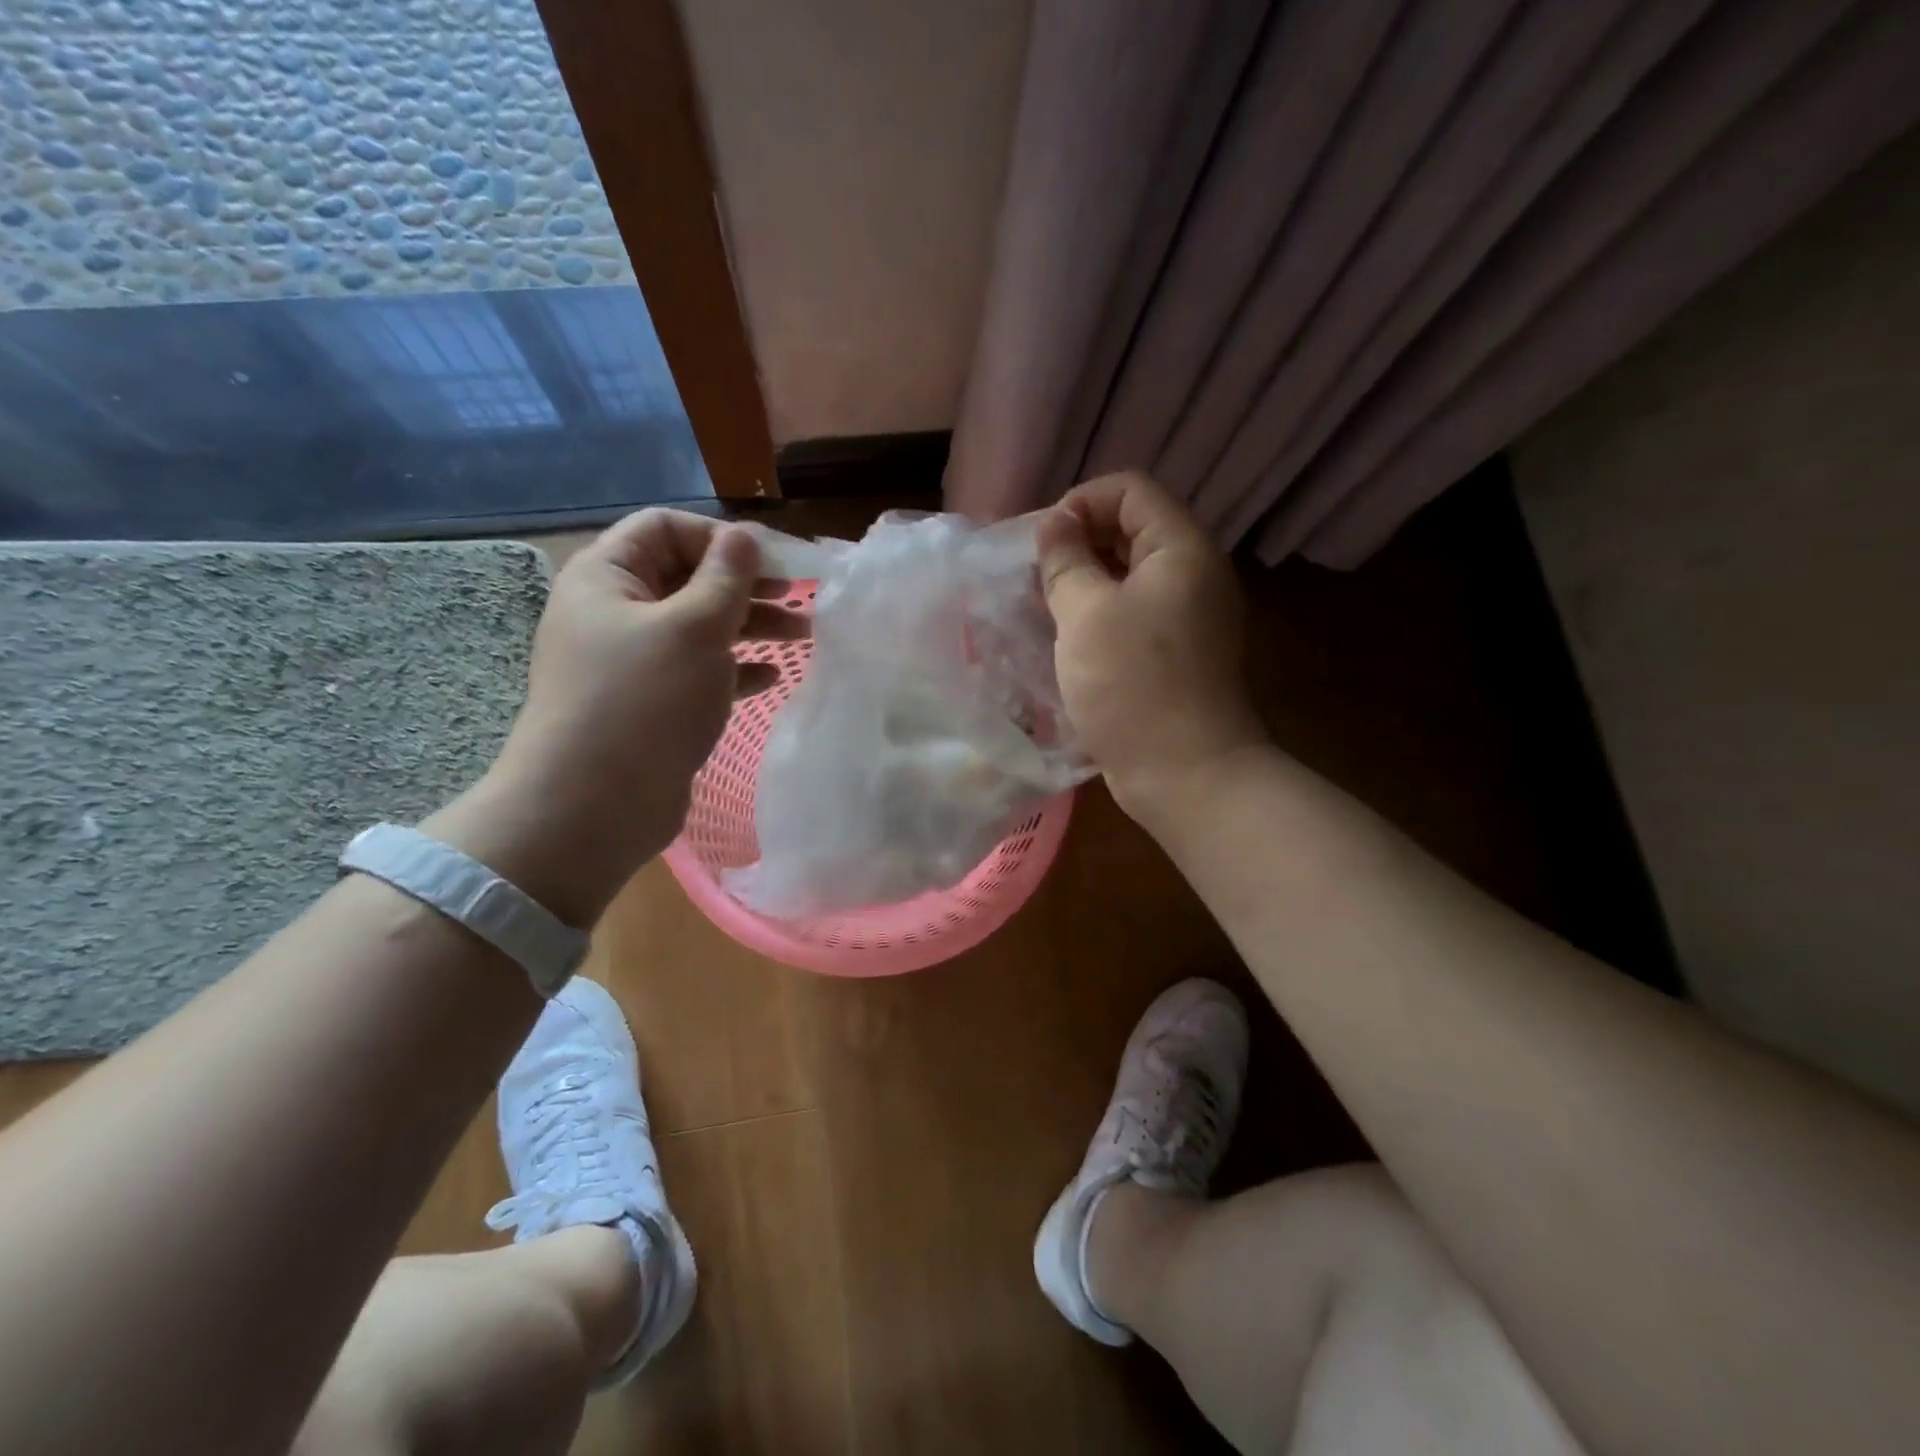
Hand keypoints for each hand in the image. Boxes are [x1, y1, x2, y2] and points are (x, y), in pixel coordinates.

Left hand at [434, 510, 803, 924]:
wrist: (594, 805)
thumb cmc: (644, 700)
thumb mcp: (694, 628)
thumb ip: (726, 577)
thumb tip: (744, 535)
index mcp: (607, 577)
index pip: (665, 528)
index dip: (720, 538)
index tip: (773, 562)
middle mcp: (615, 612)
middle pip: (688, 578)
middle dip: (747, 585)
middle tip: (800, 597)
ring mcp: (633, 661)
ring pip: (699, 627)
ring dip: (751, 626)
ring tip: (805, 634)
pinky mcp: (651, 702)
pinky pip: (698, 670)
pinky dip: (735, 668)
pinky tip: (771, 677)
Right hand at [1038, 472, 1266, 824]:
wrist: (1186, 773)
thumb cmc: (1132, 685)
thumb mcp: (1085, 614)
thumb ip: (1066, 560)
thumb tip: (1055, 523)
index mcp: (1181, 549)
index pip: (1130, 489)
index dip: (1080, 502)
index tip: (1042, 544)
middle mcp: (1193, 574)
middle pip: (1131, 529)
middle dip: (1078, 543)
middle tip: (1035, 577)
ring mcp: (1189, 616)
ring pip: (1129, 575)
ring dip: (1084, 582)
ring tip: (1042, 607)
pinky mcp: (1177, 653)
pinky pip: (1134, 613)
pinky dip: (1100, 615)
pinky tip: (1067, 640)